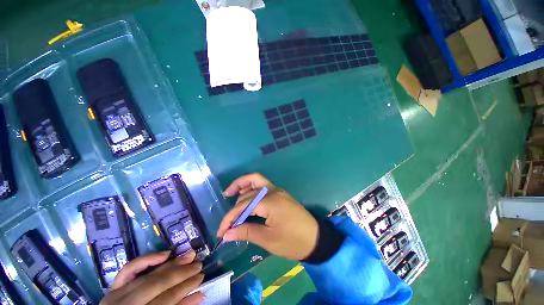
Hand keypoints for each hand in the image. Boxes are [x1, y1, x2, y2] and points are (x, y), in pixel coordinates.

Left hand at [101, 251, 204, 304]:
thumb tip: (199, 294)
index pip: (167, 299)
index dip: (186, 287)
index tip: (201, 277)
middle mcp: (126, 304)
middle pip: (158, 284)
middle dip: (182, 273)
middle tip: (199, 264)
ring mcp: (117, 294)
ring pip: (148, 275)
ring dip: (172, 263)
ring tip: (190, 255)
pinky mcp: (113, 288)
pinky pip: (128, 270)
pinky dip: (146, 260)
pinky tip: (164, 254)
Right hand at [217, 173, 318, 260]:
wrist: (316, 238)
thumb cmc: (293, 241)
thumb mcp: (268, 239)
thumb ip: (246, 232)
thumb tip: (227, 233)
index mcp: (270, 202)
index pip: (244, 206)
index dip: (230, 218)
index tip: (221, 232)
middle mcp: (273, 191)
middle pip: (248, 192)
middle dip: (235, 206)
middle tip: (228, 221)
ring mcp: (277, 190)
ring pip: (256, 180)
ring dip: (242, 186)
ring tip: (230, 195)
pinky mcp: (279, 194)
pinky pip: (262, 186)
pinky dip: (252, 188)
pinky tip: (246, 196)